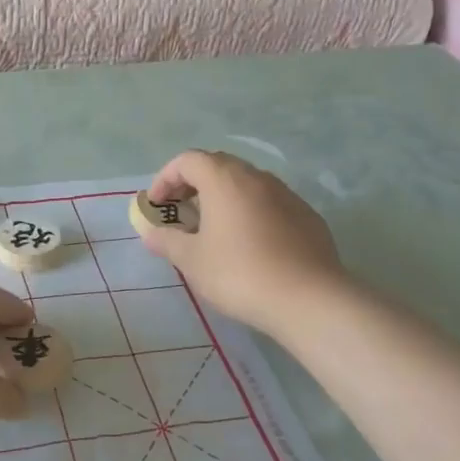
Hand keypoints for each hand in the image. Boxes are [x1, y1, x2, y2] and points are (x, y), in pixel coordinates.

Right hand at [138, 150, 350, 339]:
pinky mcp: (307, 216)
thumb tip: (149, 232)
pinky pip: (269, 203)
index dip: (166, 178)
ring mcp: (286, 194)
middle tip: (181, 213)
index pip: (188, 160)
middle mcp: (256, 177)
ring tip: (213, 229)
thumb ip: (166, 241)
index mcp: (224, 180)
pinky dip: (250, 212)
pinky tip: (249, 244)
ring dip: (224, 197)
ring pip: (246, 184)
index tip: (157, 205)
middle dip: (194, 184)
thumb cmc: (240, 274)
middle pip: (218, 166)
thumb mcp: (192, 261)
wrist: (310, 300)